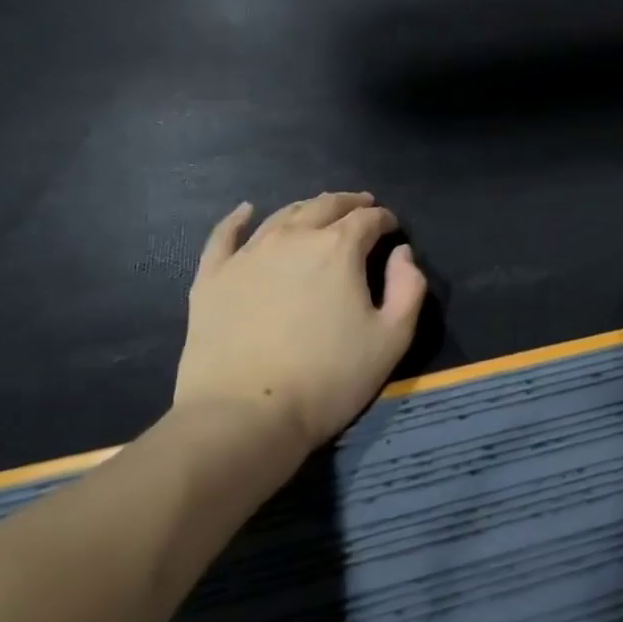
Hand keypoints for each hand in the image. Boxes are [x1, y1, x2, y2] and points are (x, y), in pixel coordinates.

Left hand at [176, 192, 427, 450]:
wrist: (244, 417)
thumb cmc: (328, 379)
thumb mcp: (391, 339)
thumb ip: (409, 288)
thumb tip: (402, 253)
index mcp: (339, 248)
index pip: (368, 218)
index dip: (385, 219)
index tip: (392, 229)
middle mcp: (294, 237)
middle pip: (326, 206)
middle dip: (349, 204)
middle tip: (362, 208)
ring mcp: (248, 254)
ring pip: (283, 215)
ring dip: (308, 208)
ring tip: (319, 212)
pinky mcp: (213, 277)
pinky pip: (225, 235)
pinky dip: (239, 218)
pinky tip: (246, 211)